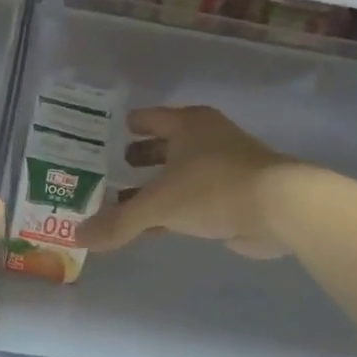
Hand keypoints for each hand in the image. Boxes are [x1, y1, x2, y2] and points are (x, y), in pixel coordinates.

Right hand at [77, 106, 296, 259]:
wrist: (279, 209)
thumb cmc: (213, 188)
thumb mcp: (158, 205)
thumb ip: (118, 222)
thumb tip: (77, 237)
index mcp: (188, 125)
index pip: (148, 118)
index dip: (126, 127)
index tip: (101, 137)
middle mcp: (206, 140)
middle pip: (163, 147)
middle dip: (136, 160)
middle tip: (105, 173)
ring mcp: (222, 168)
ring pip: (177, 176)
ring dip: (152, 189)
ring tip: (119, 203)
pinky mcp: (233, 197)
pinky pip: (191, 201)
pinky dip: (171, 210)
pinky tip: (150, 227)